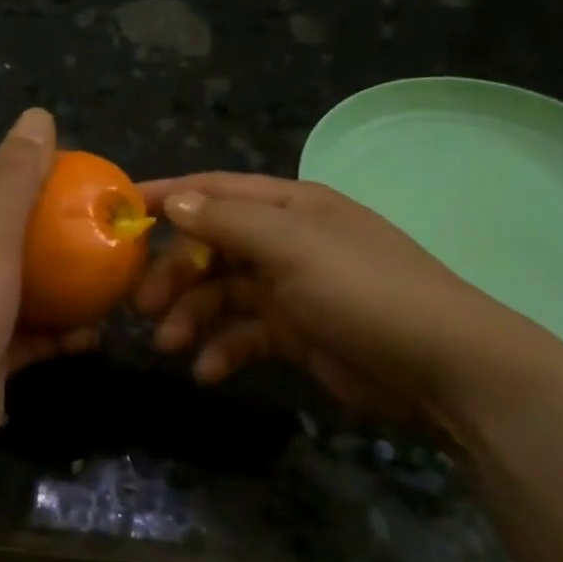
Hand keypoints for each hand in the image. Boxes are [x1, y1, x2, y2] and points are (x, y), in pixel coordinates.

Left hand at [0, 108, 95, 478]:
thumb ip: (14, 177)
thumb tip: (37, 115)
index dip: (33, 172)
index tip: (82, 177)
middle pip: (16, 234)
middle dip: (61, 232)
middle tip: (111, 231)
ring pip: (31, 287)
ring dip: (70, 286)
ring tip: (118, 281)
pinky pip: (35, 335)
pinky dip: (63, 333)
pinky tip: (97, 334)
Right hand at [133, 173, 562, 434]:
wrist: (443, 367)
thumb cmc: (363, 292)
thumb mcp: (293, 249)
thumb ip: (229, 224)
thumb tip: (176, 202)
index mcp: (289, 207)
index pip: (216, 190)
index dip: (169, 197)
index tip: (120, 212)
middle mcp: (287, 242)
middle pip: (212, 248)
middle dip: (174, 274)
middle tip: (141, 307)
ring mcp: (292, 289)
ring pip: (223, 295)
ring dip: (192, 316)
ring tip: (171, 345)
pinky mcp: (298, 334)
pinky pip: (245, 334)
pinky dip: (223, 349)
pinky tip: (208, 371)